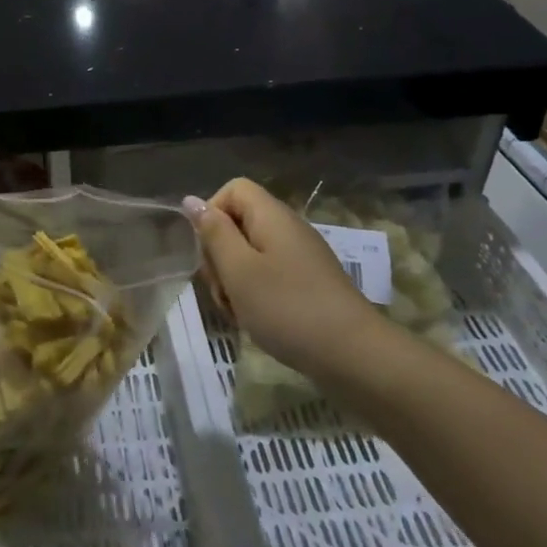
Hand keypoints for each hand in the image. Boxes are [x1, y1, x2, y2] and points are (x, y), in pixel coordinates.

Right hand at [184, 178, 392, 381]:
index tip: (207, 250)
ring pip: (250, 254)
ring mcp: (300, 257)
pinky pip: (269, 276)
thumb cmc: (287, 308)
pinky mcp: (307, 284)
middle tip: (221, 290)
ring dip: (233, 280)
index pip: (233, 190)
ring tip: (236, 312)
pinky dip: (254, 295)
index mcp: (271, 216)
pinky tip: (255, 321)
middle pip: (238, 223)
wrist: (354, 356)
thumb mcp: (239, 270)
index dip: (212, 213)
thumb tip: (192, 200)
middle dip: (219, 254)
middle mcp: (288, 229)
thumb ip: (213, 232)